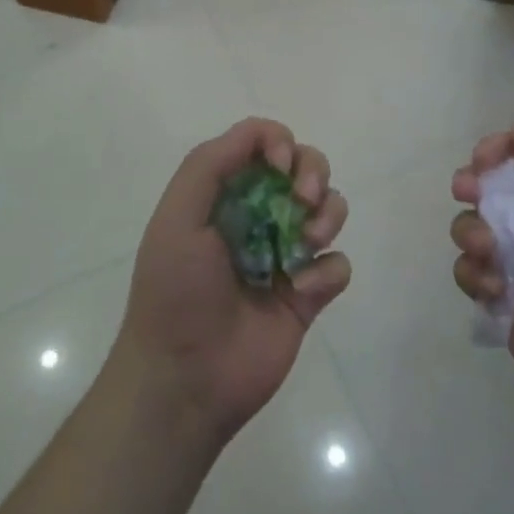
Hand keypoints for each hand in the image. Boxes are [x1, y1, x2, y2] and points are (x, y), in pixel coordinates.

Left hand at [114, 118, 350, 445]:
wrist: (185, 380)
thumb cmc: (175, 291)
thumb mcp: (177, 217)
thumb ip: (210, 164)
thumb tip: (260, 133)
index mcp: (224, 194)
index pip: (262, 143)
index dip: (279, 142)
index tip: (279, 167)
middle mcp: (258, 215)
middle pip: (305, 166)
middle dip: (313, 172)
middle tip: (302, 200)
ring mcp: (285, 254)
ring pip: (330, 208)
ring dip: (328, 215)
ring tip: (305, 246)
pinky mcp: (308, 295)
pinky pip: (338, 264)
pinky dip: (327, 271)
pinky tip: (300, 292)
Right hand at [451, 124, 513, 439]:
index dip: (496, 152)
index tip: (481, 162)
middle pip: (486, 192)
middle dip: (471, 189)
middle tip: (466, 193)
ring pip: (470, 232)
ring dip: (472, 238)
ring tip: (493, 260)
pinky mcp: (500, 303)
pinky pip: (468, 273)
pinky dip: (475, 277)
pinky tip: (497, 294)